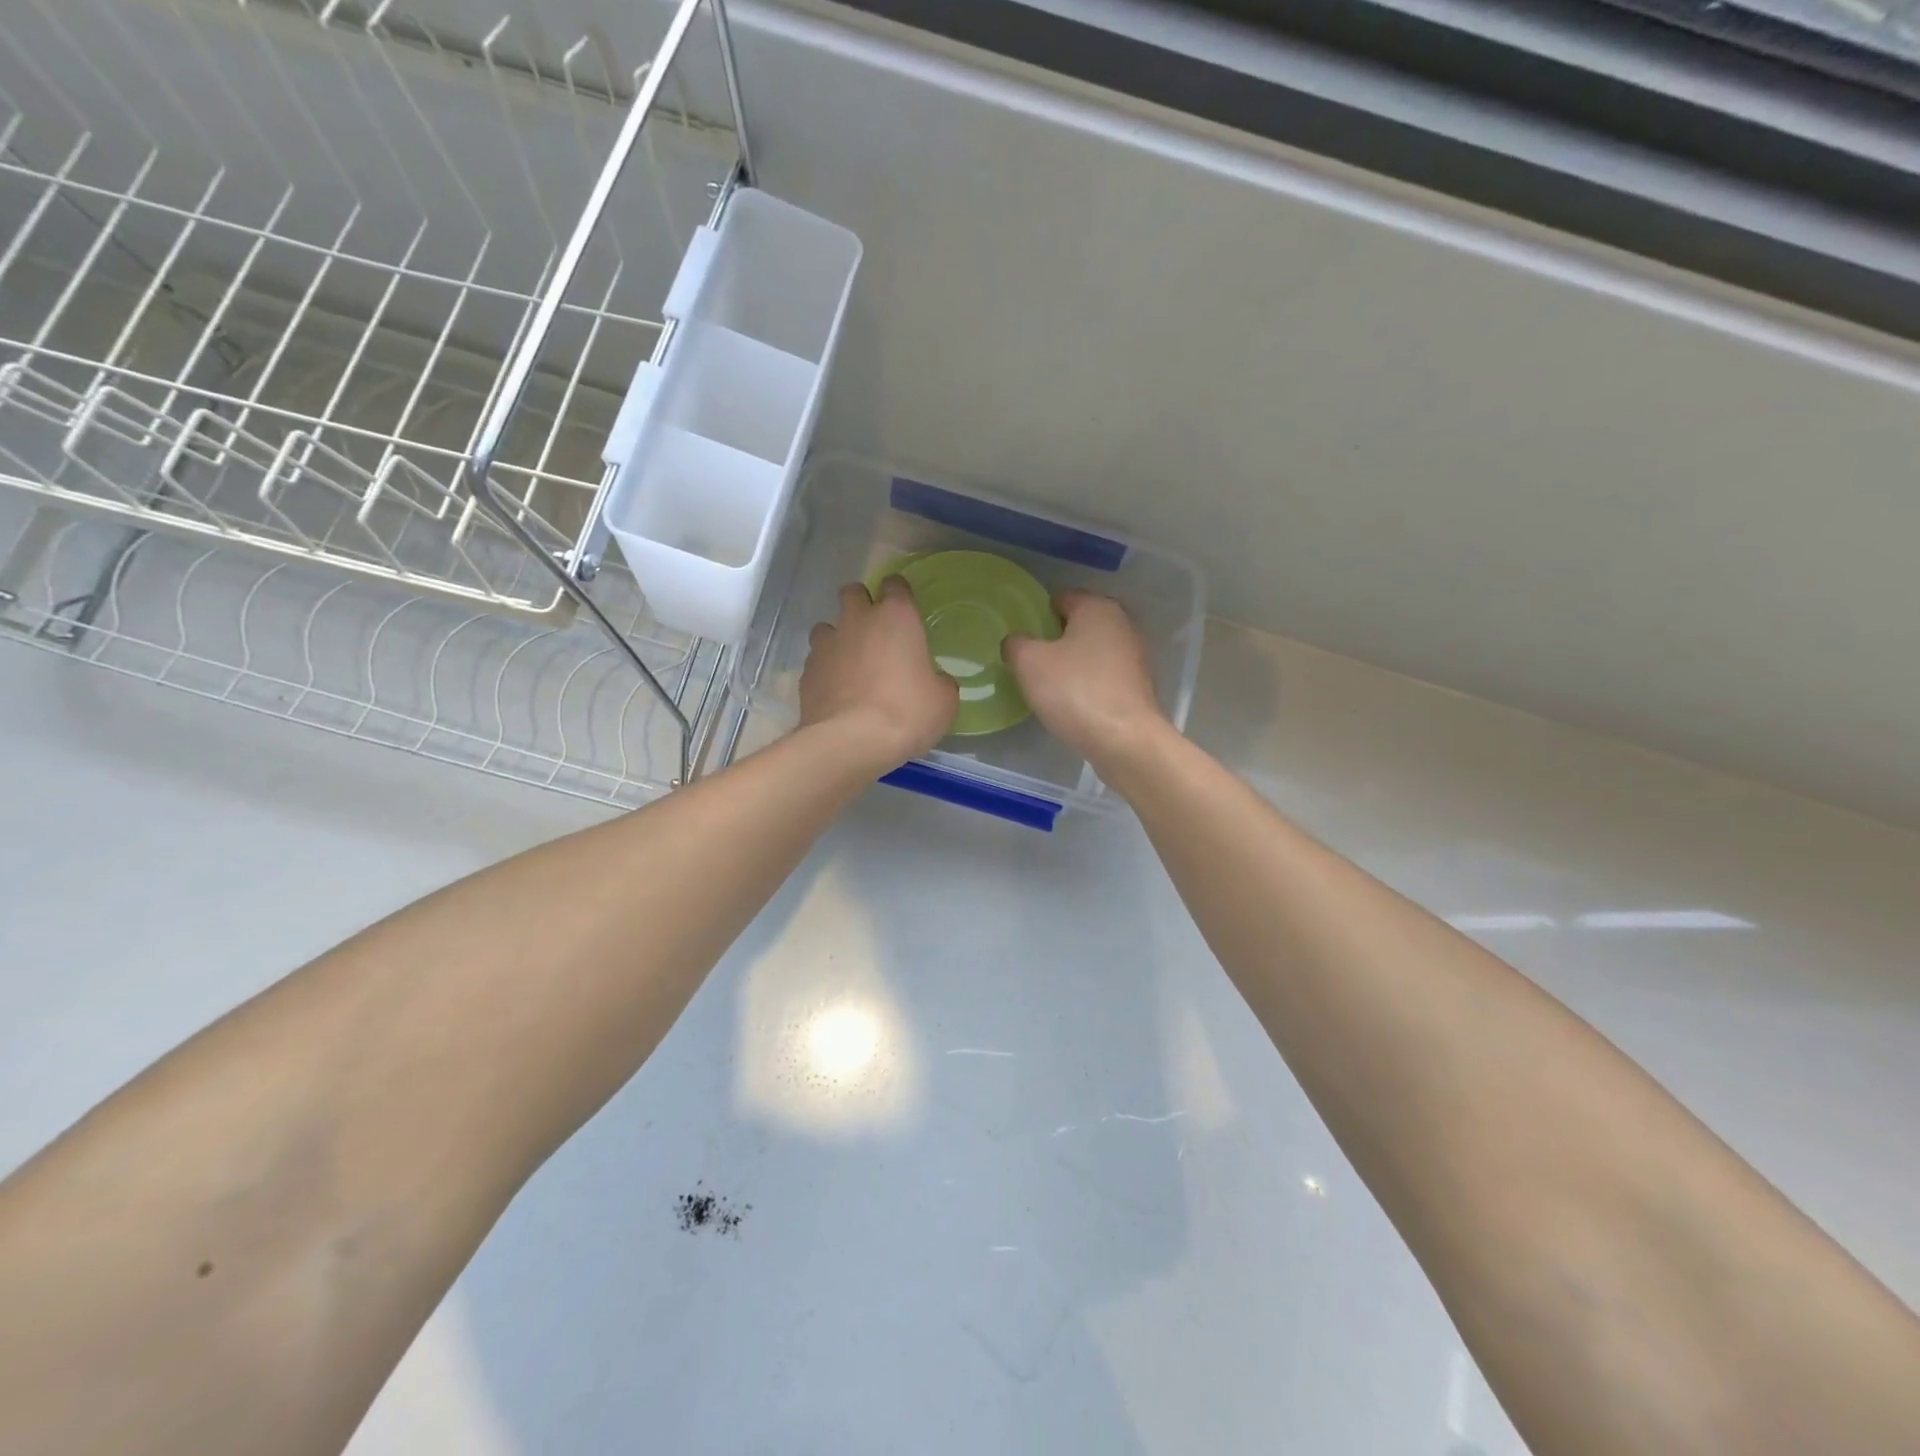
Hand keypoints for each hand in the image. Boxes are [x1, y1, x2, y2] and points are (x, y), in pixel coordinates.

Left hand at [800, 578, 957, 767]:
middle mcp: (858, 620)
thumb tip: (933, 681)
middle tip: (875, 631)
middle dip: (862, 604)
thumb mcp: (943, 700)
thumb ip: (939, 681)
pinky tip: (836, 690)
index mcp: (896, 617)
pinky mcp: (806, 671)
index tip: (905, 609)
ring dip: (838, 637)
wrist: (851, 742)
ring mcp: (827, 644)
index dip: (899, 593)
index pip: (895, 584)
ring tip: (851, 664)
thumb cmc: (908, 713)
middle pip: (853, 592)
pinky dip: (825, 669)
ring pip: (827, 625)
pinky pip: (816, 660)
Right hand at [1004, 591, 1166, 764]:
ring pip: (1093, 652)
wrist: (1125, 741)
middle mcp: (1122, 624)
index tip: (1022, 637)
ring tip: (1048, 685)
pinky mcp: (1139, 687)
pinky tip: (1073, 703)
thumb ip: (1016, 644)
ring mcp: (1135, 657)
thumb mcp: (1029, 664)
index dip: (1038, 614)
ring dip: (1072, 664)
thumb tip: (1016, 642)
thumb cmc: (1075, 691)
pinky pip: (1104, 676)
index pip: (1062, 598)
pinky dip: (1088, 684)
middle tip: (1030, 662)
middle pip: (1079, 625)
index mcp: (1097, 608)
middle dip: (1055, 639)